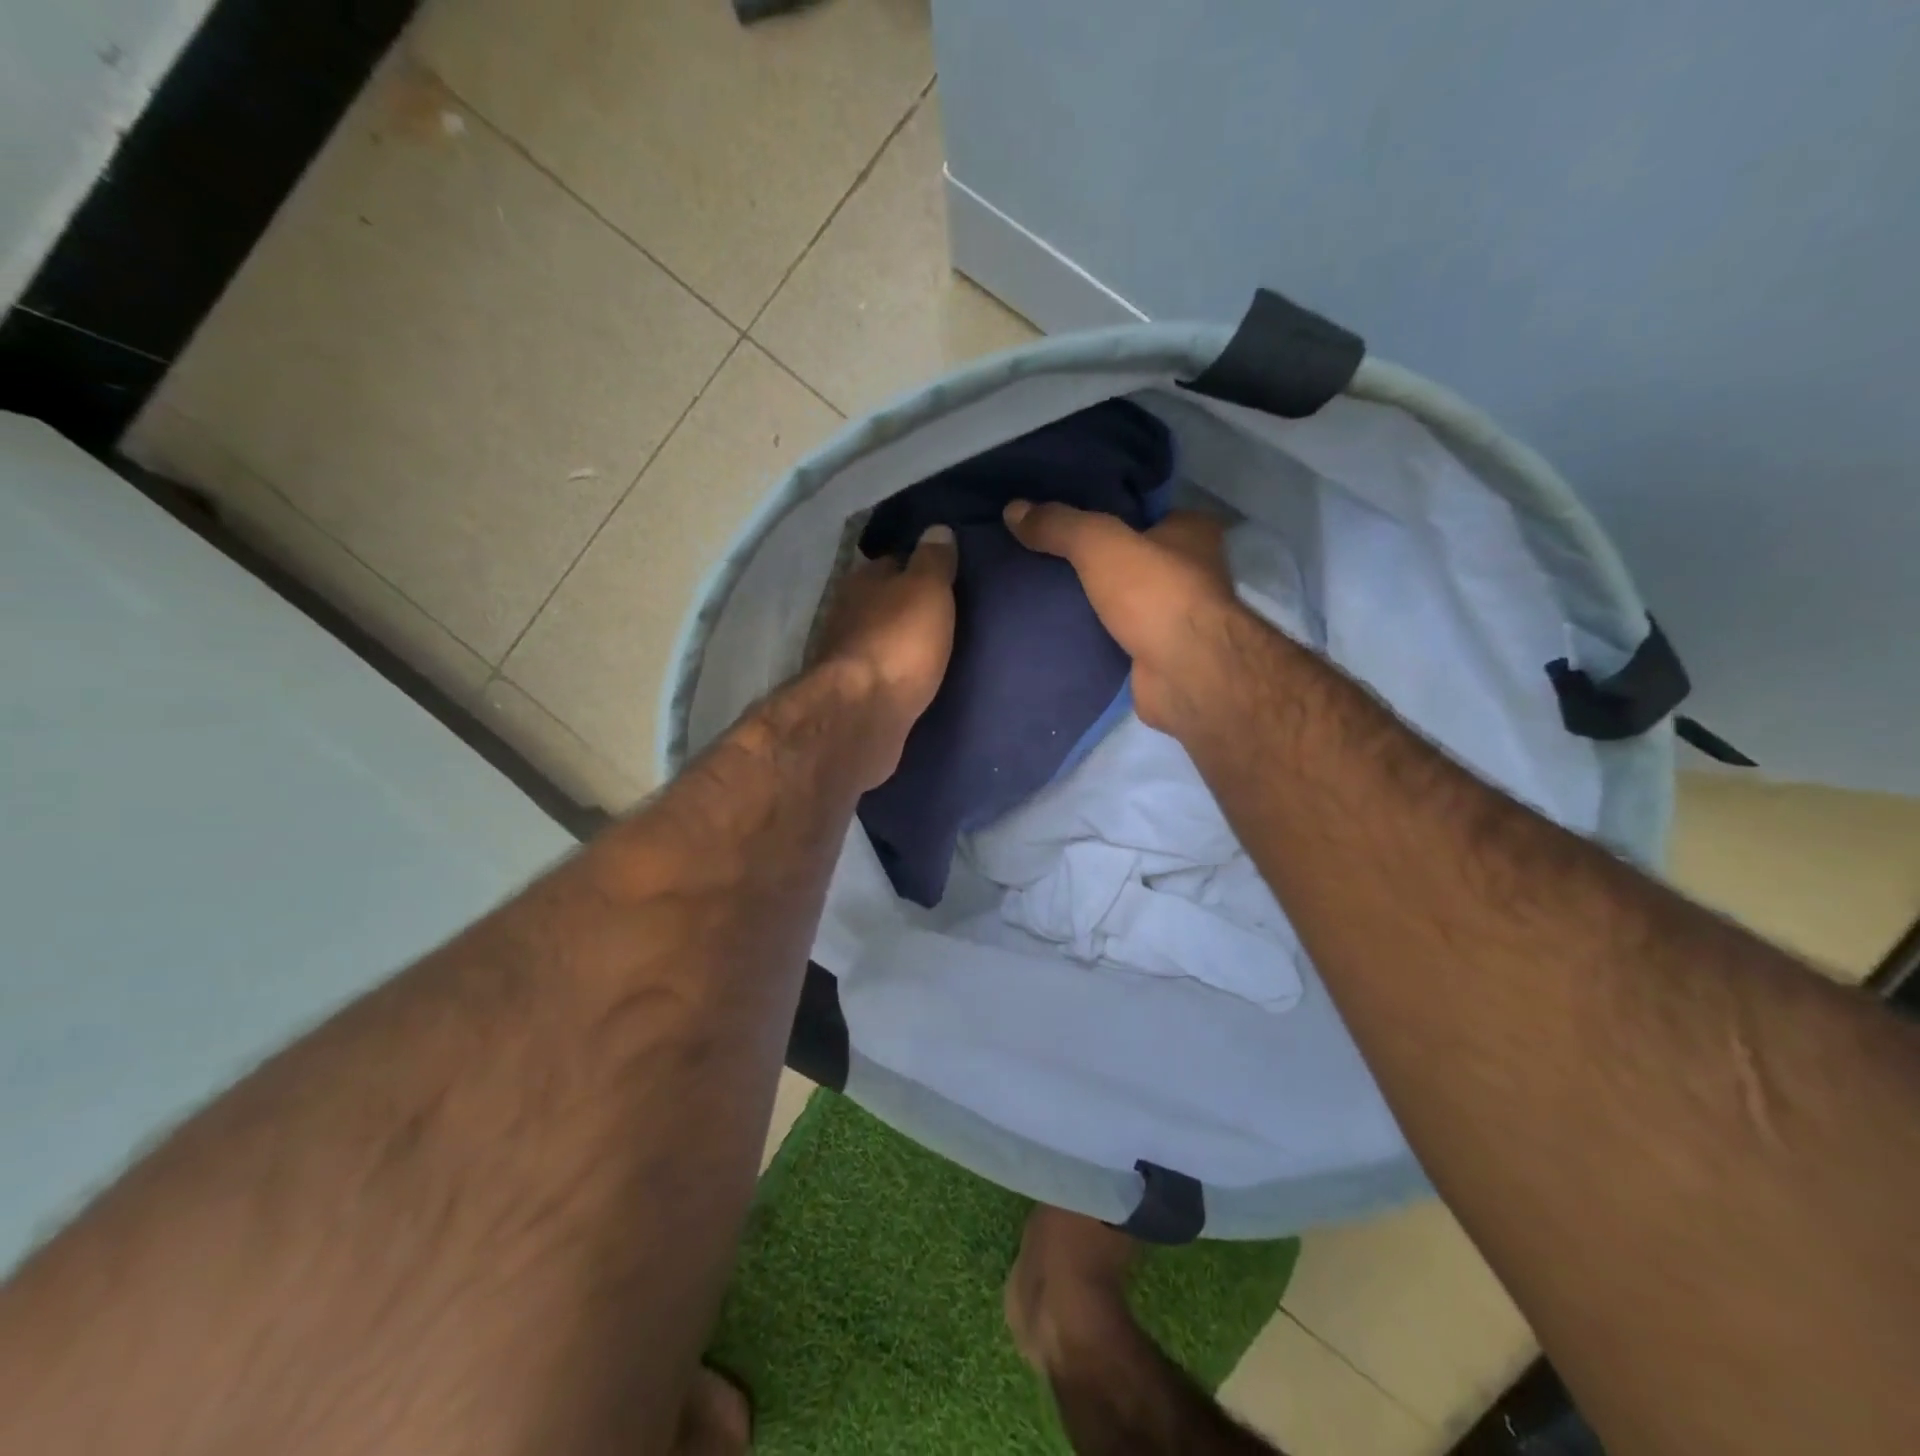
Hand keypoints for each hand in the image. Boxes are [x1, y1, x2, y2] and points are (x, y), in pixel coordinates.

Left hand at [809, 524, 958, 775]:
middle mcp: (847, 613)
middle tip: (946, 613)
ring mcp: (847, 656)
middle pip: (883, 601)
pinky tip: (918, 678)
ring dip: (902, 642)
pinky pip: (882, 674)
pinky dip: (897, 673)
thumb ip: (933, 560)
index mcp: (863, 581)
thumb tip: (937, 528)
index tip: (946, 573)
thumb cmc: (899, 643)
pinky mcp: (853, 695)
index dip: (919, 565)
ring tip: (937, 647)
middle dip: (908, 606)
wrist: (864, 715)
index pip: (893, 561)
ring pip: (881, 638)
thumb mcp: (927, 590)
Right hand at [1004, 501, 1243, 737]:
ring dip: (1092, 601)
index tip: (1063, 520)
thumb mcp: (1099, 544)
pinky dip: (1094, 635)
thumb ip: (1059, 525)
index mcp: (1192, 531)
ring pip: (1124, 599)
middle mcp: (1192, 571)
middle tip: (1044, 557)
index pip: (1143, 512)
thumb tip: (1012, 509)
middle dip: (1094, 561)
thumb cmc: (1156, 594)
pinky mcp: (1159, 654)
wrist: (1186, 674)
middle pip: (1131, 557)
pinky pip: (1118, 636)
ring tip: (1041, 593)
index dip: (1105, 513)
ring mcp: (1177, 617)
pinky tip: (1059, 631)